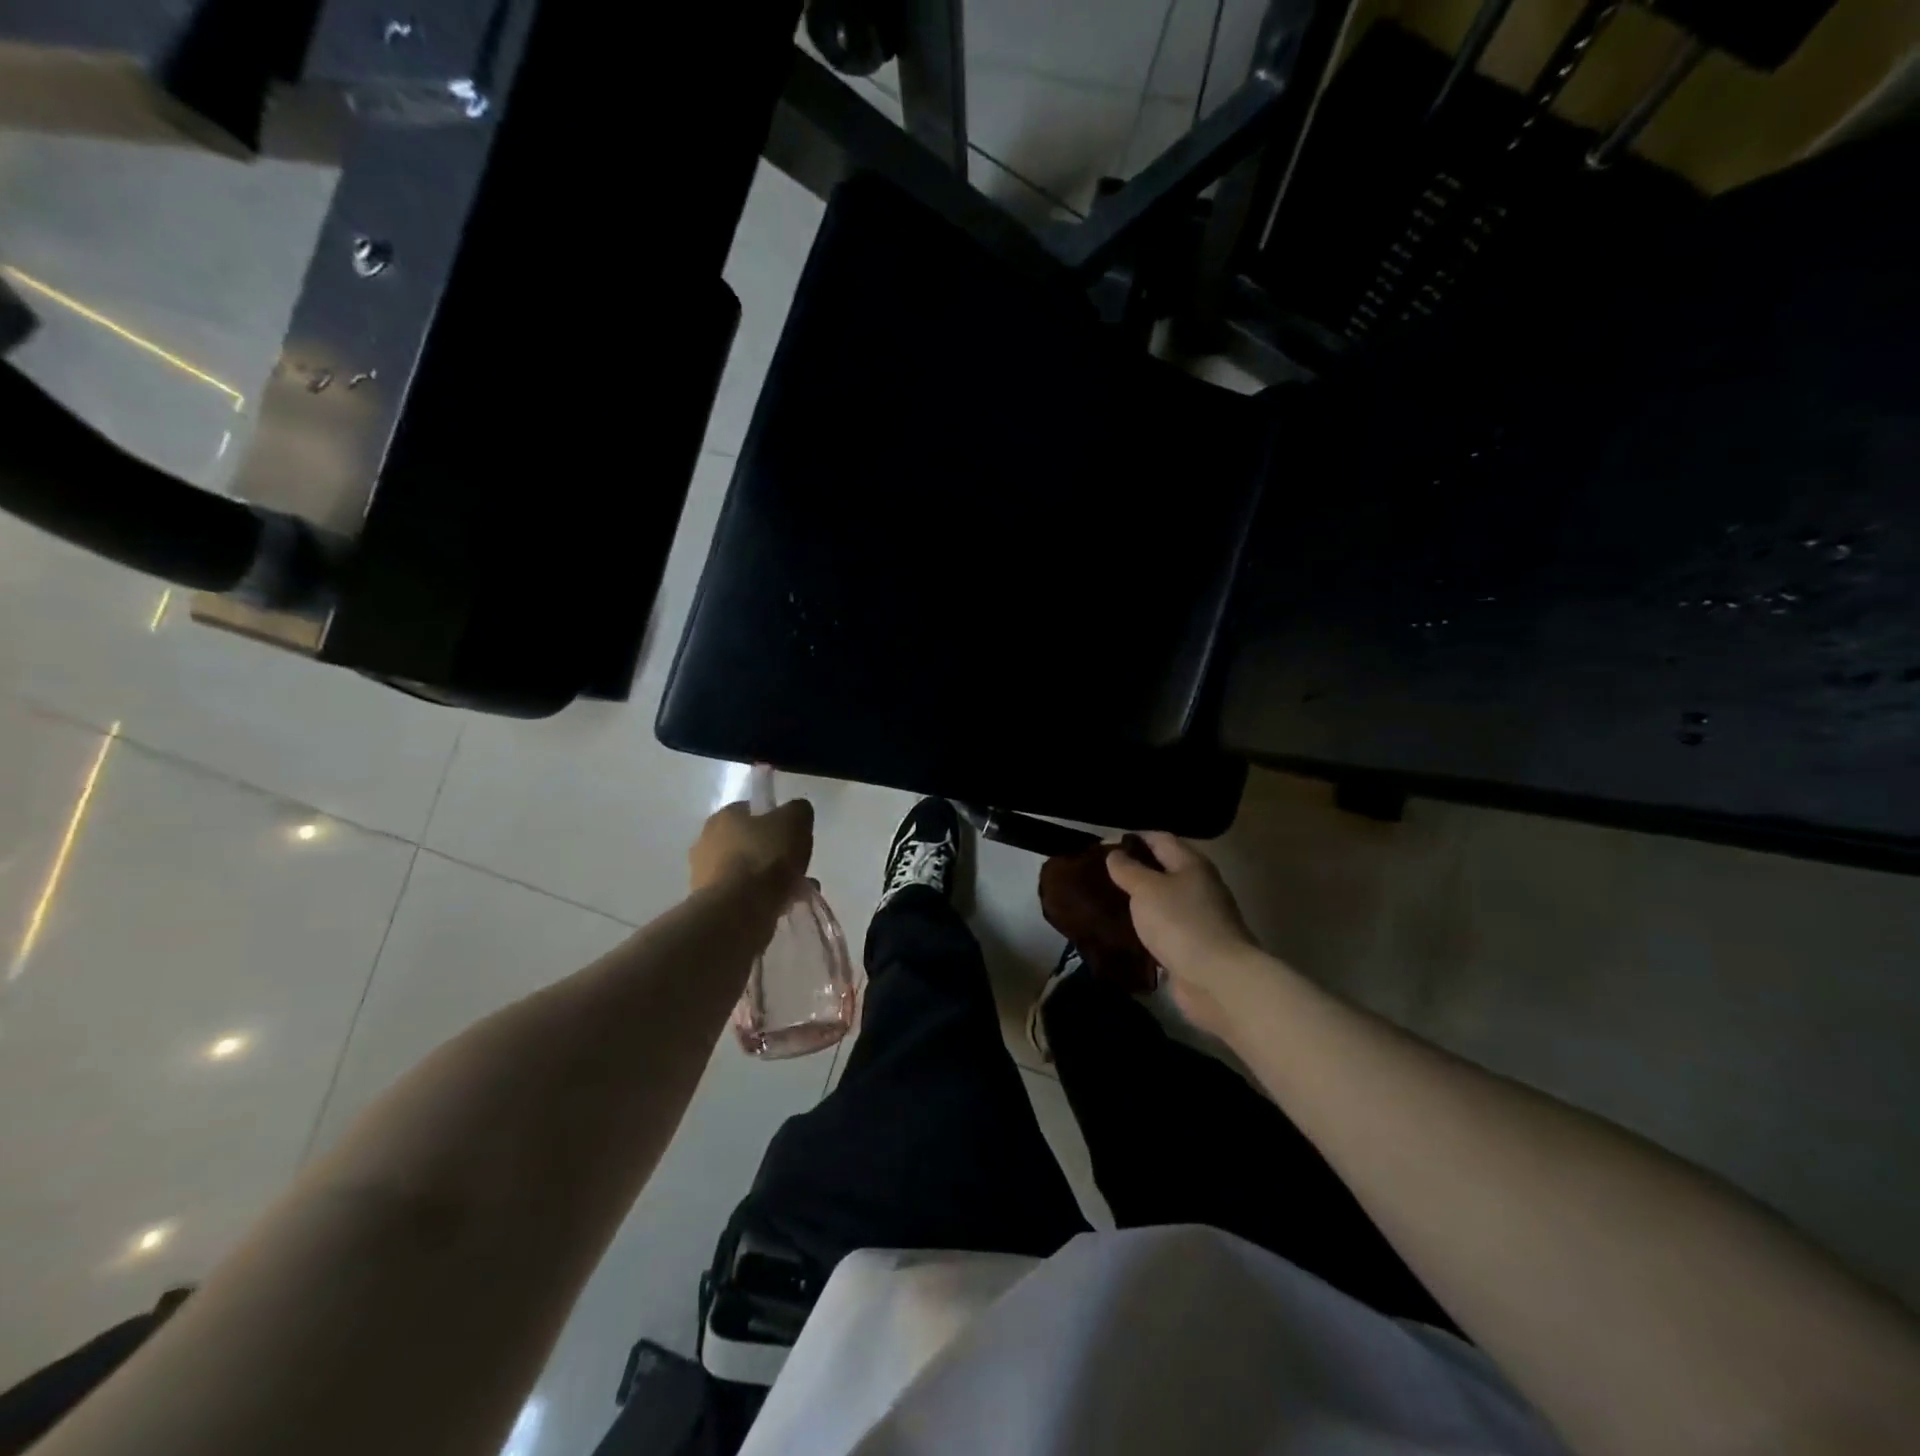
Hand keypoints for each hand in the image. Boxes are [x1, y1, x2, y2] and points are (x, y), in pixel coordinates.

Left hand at [689, 799, 813, 898]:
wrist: (739, 911)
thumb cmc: (765, 858)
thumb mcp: (795, 820)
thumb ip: (798, 811)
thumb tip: (796, 813)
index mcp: (723, 817)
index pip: (751, 811)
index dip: (775, 821)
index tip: (793, 836)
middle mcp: (706, 842)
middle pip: (749, 842)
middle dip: (773, 853)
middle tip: (796, 866)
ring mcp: (704, 875)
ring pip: (747, 871)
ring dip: (770, 879)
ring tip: (797, 892)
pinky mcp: (710, 904)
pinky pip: (744, 895)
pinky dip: (762, 899)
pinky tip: (784, 906)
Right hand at [1105, 833, 1258, 1036]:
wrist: (1218, 980)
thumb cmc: (1181, 924)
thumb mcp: (1147, 889)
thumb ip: (1128, 869)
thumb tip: (1114, 854)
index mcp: (1191, 864)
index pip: (1159, 838)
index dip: (1132, 839)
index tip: (1102, 847)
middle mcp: (1198, 886)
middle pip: (1162, 870)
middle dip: (1132, 871)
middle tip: (1098, 876)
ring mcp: (1198, 918)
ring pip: (1161, 901)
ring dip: (1138, 902)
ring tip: (1104, 902)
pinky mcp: (1193, 946)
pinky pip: (1164, 929)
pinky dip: (1145, 928)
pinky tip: (1122, 932)